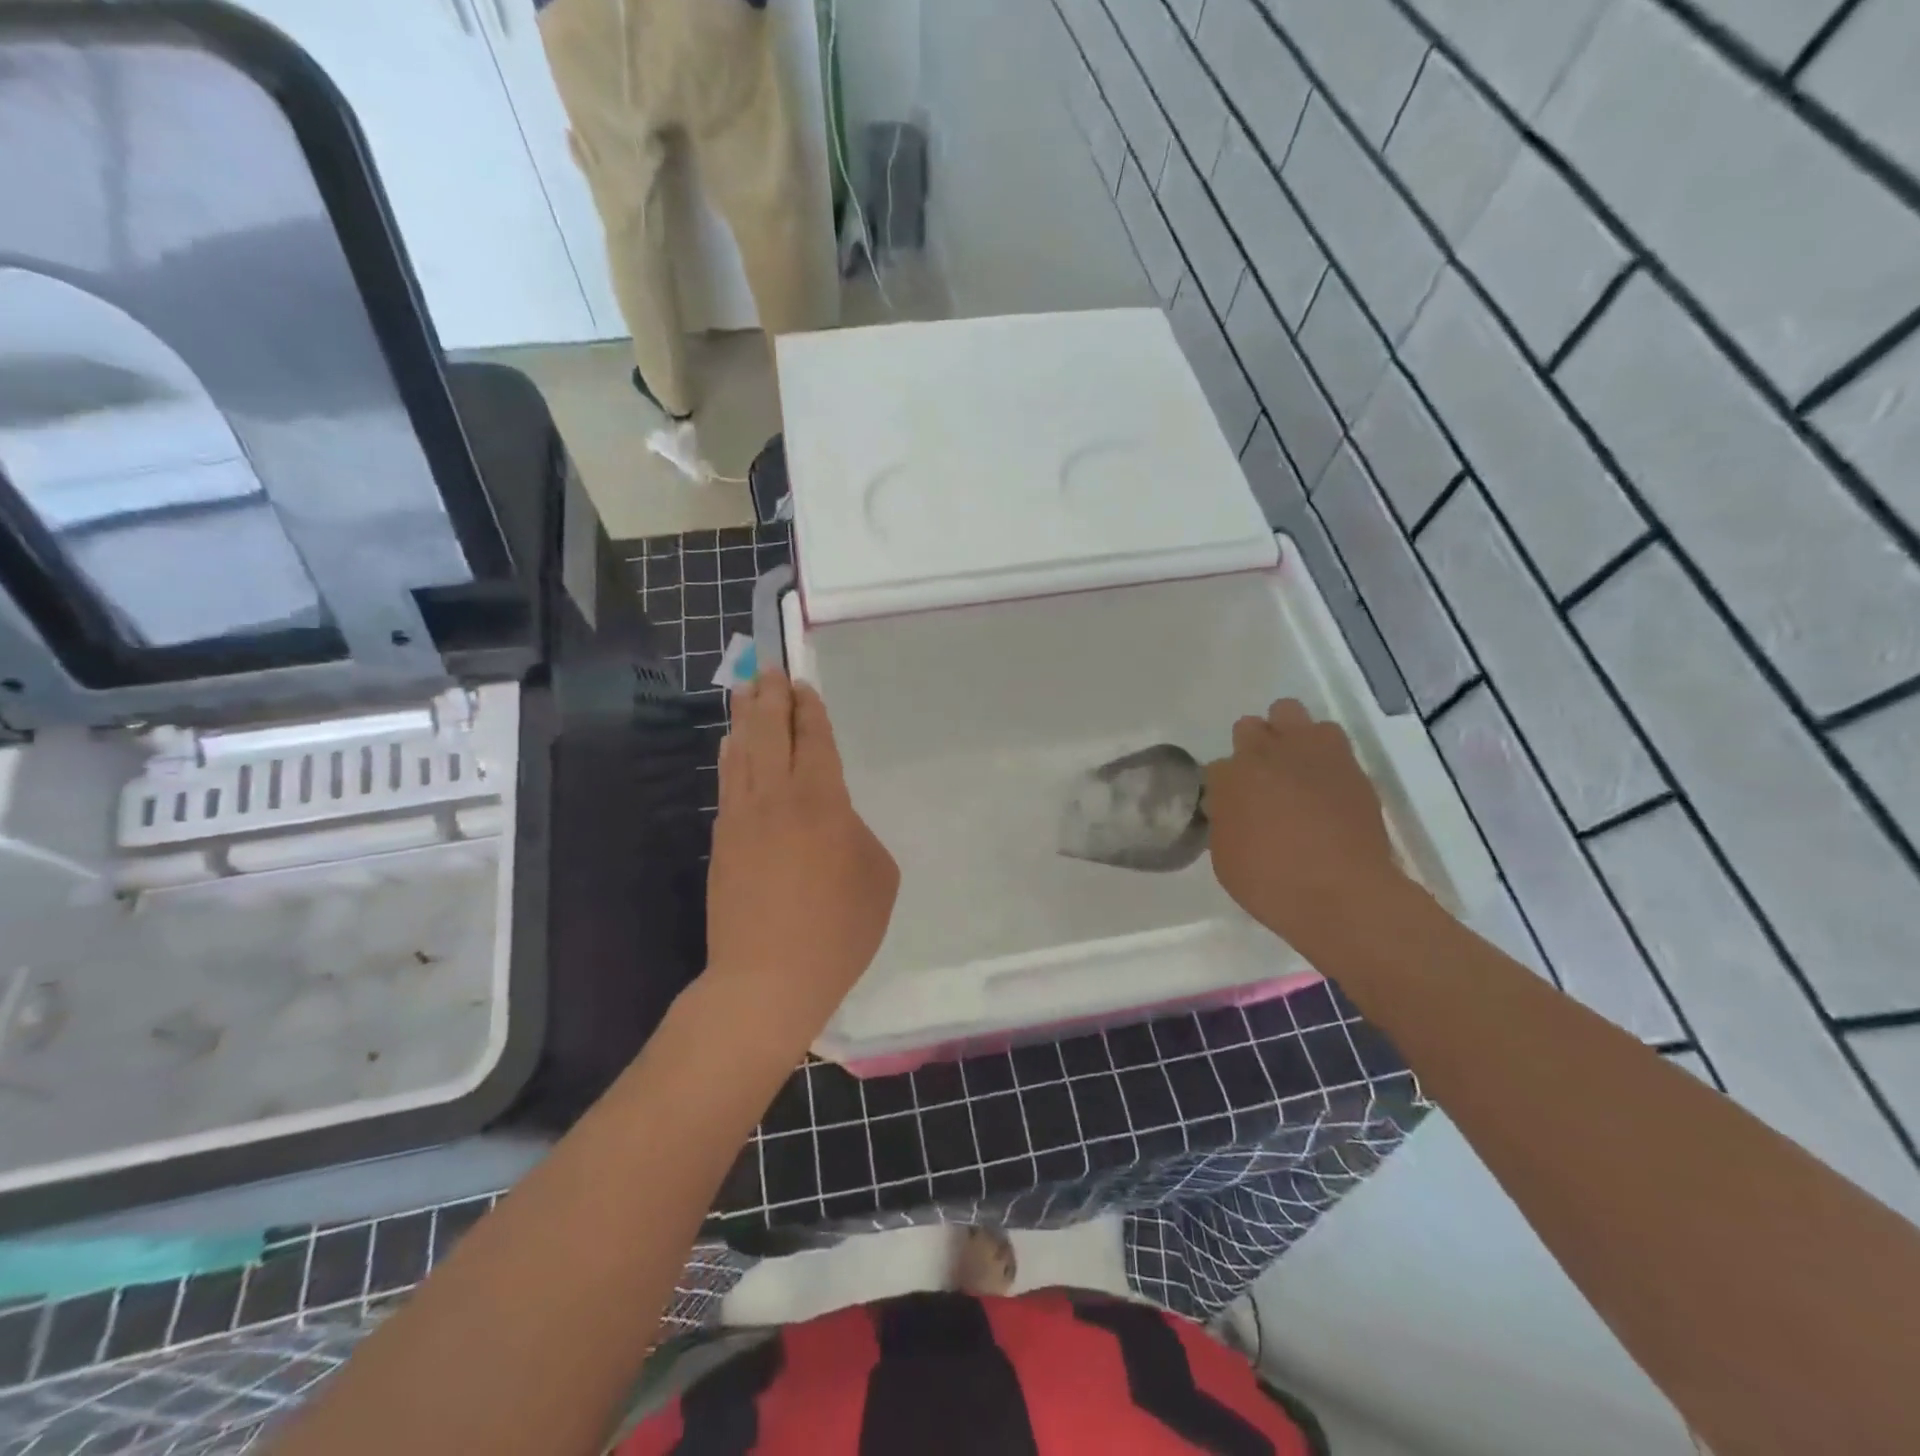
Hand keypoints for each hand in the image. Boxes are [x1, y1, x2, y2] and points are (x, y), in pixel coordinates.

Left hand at [704, 672, 898, 1050]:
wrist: (768, 978)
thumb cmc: (838, 929)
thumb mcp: (878, 878)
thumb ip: (858, 835)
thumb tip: (835, 822)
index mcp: (822, 800)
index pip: (812, 740)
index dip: (808, 710)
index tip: (801, 686)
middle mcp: (777, 797)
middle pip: (770, 734)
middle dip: (771, 698)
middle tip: (768, 669)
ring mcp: (742, 818)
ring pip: (742, 753)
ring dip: (745, 718)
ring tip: (745, 692)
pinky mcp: (722, 842)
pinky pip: (727, 783)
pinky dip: (730, 757)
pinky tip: (731, 746)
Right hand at [1205, 699, 1406, 954]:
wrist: (1343, 894)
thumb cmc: (1271, 883)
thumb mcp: (1225, 857)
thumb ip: (1226, 821)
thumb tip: (1232, 809)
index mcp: (1229, 777)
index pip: (1216, 767)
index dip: (1225, 788)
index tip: (1233, 808)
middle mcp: (1267, 753)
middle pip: (1250, 726)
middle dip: (1251, 747)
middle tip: (1262, 780)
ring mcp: (1311, 752)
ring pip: (1291, 713)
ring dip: (1288, 736)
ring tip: (1295, 767)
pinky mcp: (1348, 763)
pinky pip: (1330, 739)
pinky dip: (1322, 754)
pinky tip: (1325, 782)